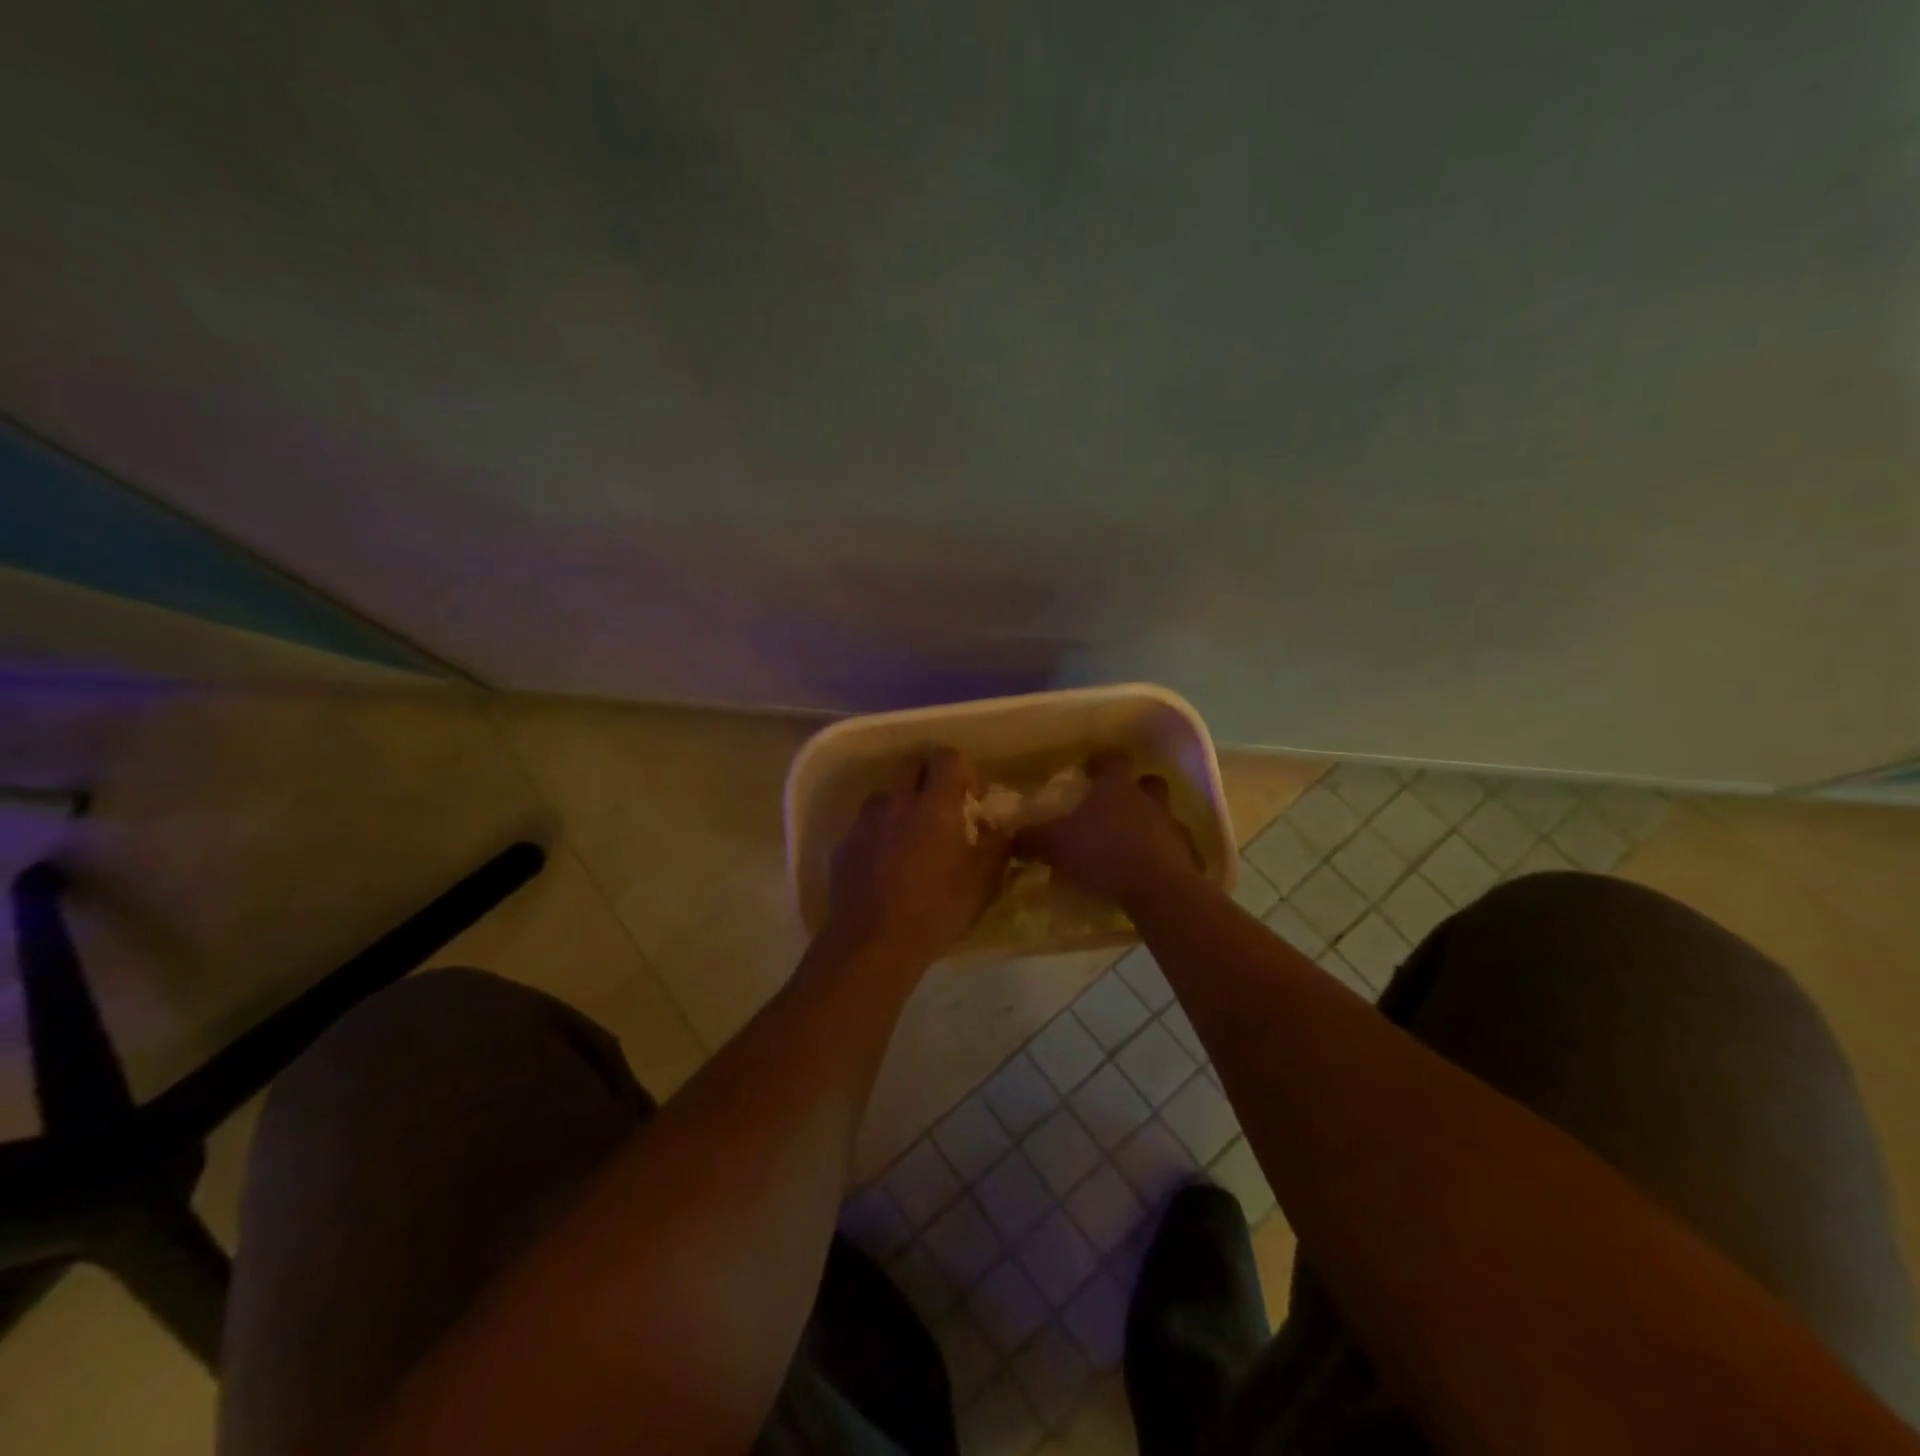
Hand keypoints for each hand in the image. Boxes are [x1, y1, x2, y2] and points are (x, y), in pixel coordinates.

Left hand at [826, 748, 1010, 967]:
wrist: (872, 944)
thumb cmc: (936, 910)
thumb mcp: (982, 883)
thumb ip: (997, 847)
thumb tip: (1001, 829)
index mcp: (934, 804)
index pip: (948, 758)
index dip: (963, 770)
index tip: (971, 799)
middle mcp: (896, 801)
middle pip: (913, 767)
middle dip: (931, 780)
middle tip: (943, 814)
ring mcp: (865, 821)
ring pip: (887, 795)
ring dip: (903, 806)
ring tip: (912, 841)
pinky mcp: (843, 844)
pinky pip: (867, 825)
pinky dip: (880, 833)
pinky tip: (886, 866)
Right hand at [1017, 751, 1201, 907]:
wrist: (1155, 888)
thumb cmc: (1101, 853)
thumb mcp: (1054, 845)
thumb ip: (1031, 838)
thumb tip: (1012, 836)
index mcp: (1116, 787)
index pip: (1110, 760)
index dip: (1099, 763)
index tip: (1088, 771)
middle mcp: (1147, 799)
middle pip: (1147, 782)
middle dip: (1134, 790)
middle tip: (1115, 806)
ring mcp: (1172, 826)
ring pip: (1164, 815)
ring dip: (1152, 824)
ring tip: (1132, 843)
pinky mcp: (1188, 856)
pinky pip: (1177, 849)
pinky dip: (1166, 855)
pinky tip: (1151, 871)